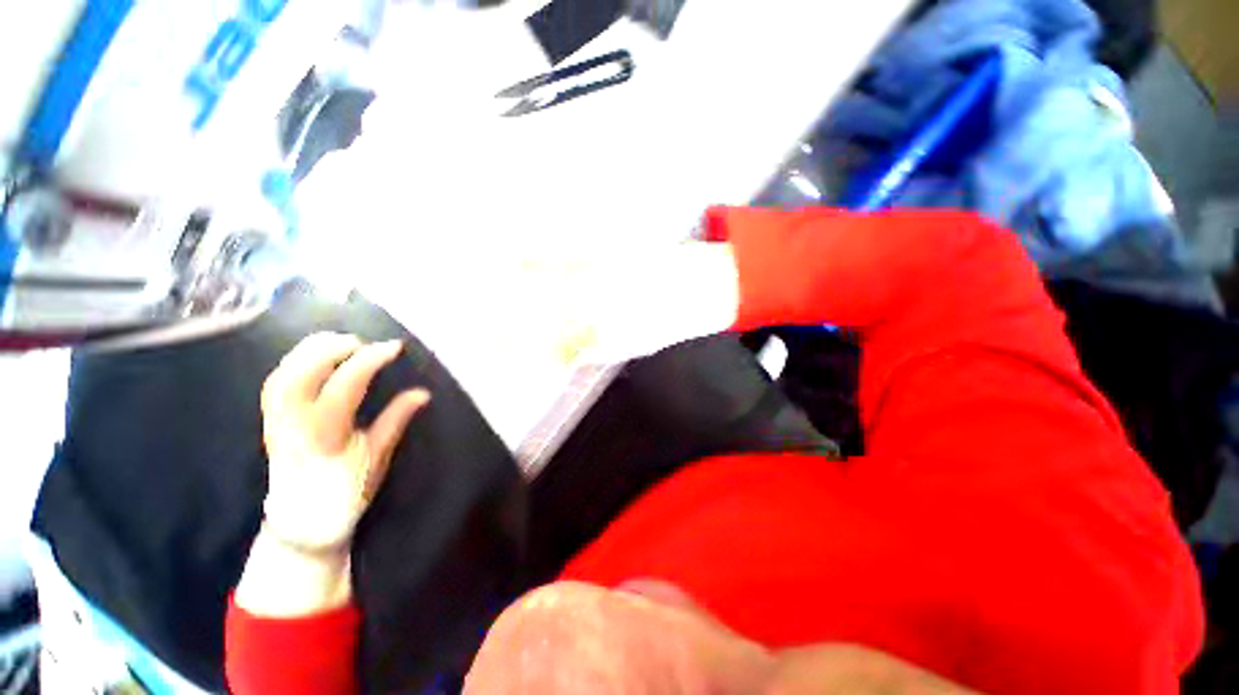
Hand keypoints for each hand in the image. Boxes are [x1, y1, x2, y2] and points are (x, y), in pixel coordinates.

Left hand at [259, 333, 430, 554]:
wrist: (304, 520)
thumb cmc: (346, 490)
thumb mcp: (378, 456)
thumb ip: (396, 420)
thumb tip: (422, 393)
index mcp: (326, 433)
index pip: (345, 384)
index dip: (370, 359)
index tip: (394, 347)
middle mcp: (294, 422)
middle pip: (301, 372)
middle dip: (332, 348)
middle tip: (362, 341)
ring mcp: (277, 421)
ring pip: (283, 373)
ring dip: (310, 351)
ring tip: (339, 342)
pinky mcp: (270, 421)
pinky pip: (276, 382)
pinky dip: (294, 363)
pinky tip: (314, 359)